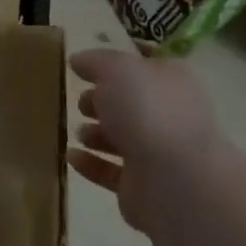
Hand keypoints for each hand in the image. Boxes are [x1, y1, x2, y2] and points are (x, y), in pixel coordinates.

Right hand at [68, 48, 220, 227]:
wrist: (174, 180)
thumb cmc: (147, 111)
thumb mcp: (117, 69)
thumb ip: (96, 61)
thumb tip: (78, 60)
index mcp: (171, 81)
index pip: (145, 64)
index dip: (117, 62)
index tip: (86, 65)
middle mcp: (169, 115)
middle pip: (131, 103)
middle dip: (103, 101)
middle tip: (81, 103)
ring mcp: (158, 153)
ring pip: (122, 138)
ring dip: (96, 134)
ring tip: (77, 132)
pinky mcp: (142, 185)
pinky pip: (111, 171)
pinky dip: (90, 163)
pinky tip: (71, 156)